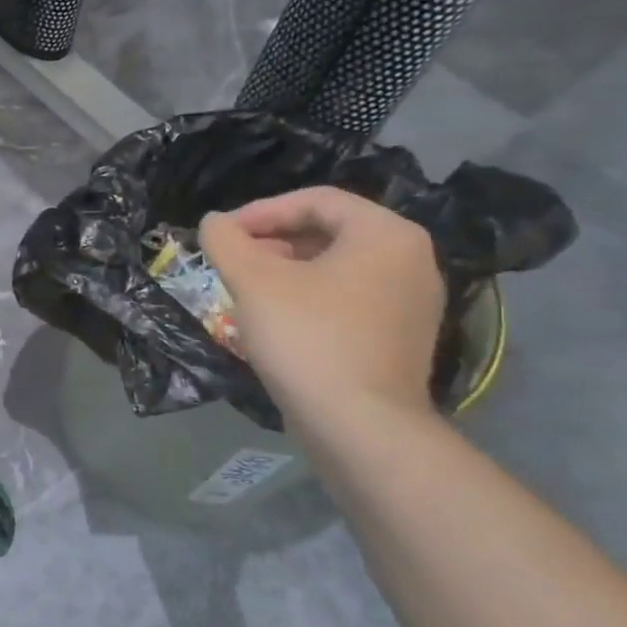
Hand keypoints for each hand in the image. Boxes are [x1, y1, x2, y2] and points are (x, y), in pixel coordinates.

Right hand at [199, 187, 444, 426]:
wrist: (360, 426)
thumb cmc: (308, 339)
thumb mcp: (253, 281)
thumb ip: (226, 241)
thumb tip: (213, 222)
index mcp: (386, 234)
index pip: (316, 200)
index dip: (261, 211)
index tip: (222, 233)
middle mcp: (411, 259)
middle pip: (329, 231)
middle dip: (272, 240)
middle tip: (231, 259)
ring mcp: (412, 302)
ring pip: (337, 267)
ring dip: (286, 269)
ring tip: (246, 288)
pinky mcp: (402, 337)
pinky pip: (349, 298)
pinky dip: (310, 296)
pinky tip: (277, 319)